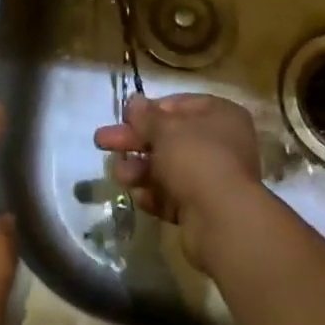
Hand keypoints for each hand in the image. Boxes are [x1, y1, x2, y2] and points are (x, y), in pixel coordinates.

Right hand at [93, 93, 264, 270]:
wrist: (222, 222)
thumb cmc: (196, 159)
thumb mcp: (165, 129)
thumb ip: (146, 116)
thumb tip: (134, 102)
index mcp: (220, 115)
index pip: (179, 105)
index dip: (150, 110)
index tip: (125, 117)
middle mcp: (221, 144)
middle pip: (169, 138)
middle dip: (135, 141)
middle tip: (102, 141)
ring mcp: (214, 178)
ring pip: (168, 168)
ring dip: (140, 170)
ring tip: (119, 175)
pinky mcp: (204, 209)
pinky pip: (174, 196)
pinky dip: (155, 195)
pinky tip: (139, 197)